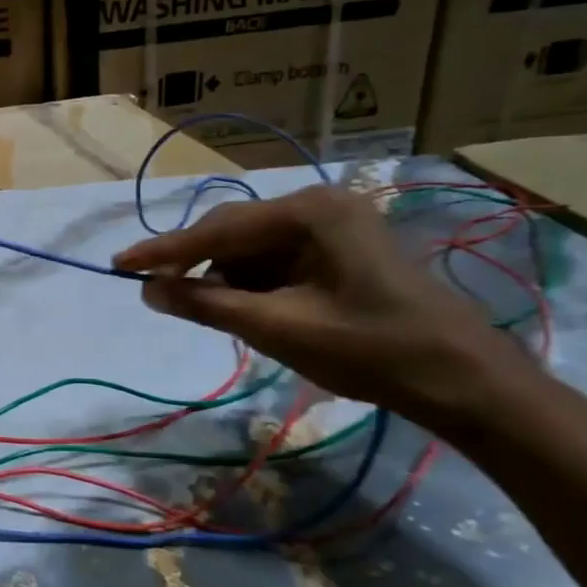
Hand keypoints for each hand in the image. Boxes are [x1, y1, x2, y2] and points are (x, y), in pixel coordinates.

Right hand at [113, 185, 533, 431]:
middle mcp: (320, 205)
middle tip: (159, 295)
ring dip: (228, 280)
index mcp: (309, 213)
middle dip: (198, 267)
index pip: (217, 231)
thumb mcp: (278, 329)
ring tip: (219, 316)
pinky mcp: (341, 249)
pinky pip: (277, 259)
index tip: (119, 264)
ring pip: (253, 248)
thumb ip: (207, 305)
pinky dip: (255, 285)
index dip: (164, 251)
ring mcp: (334, 225)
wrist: (467, 382)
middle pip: (234, 232)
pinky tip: (252, 311)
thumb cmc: (373, 350)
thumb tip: (146, 289)